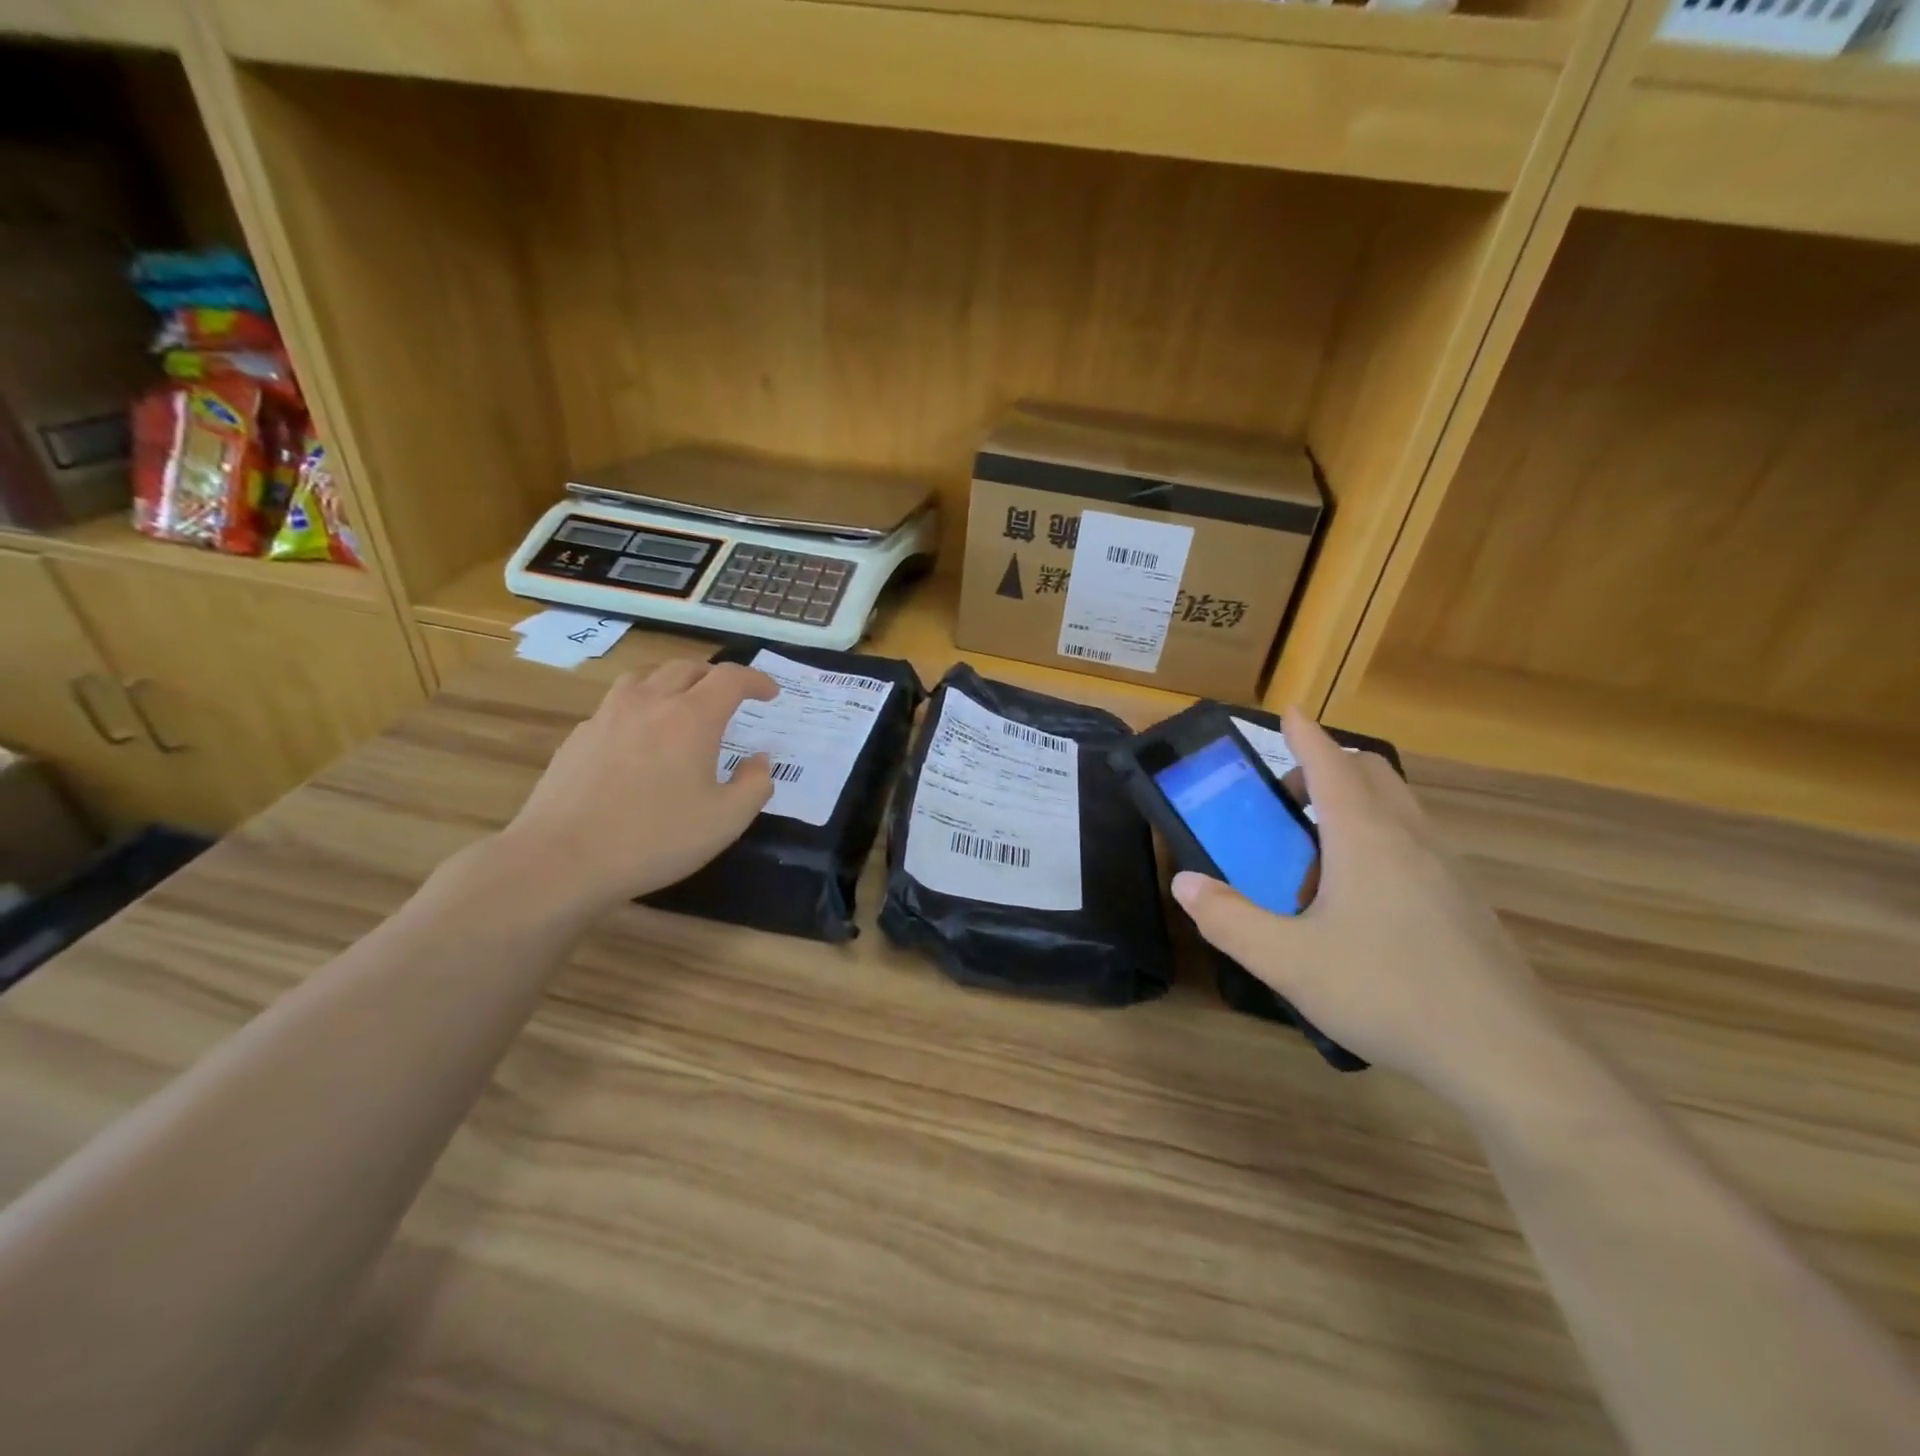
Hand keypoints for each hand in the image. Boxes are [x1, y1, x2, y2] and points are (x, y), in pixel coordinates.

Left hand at [494, 660, 777, 915]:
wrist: (562, 859)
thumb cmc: (655, 839)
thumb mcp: (726, 821)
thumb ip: (755, 785)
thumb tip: (759, 760)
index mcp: (691, 717)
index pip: (730, 678)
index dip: (755, 680)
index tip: (770, 693)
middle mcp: (649, 703)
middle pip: (686, 667)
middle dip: (715, 676)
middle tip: (730, 697)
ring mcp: (608, 716)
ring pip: (645, 677)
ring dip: (673, 681)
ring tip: (683, 703)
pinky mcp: (579, 737)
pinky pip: (617, 705)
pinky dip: (640, 707)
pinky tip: (640, 738)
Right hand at [1171, 711, 1573, 1113]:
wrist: (1506, 1054)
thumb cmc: (1386, 992)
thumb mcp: (1287, 961)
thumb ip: (1228, 919)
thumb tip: (1185, 883)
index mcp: (1365, 837)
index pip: (1330, 763)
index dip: (1303, 735)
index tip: (1286, 714)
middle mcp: (1409, 838)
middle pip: (1370, 772)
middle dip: (1326, 767)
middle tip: (1287, 801)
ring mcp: (1446, 868)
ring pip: (1397, 807)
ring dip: (1354, 805)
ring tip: (1316, 857)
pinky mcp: (1465, 901)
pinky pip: (1415, 843)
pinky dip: (1380, 840)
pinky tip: (1361, 902)